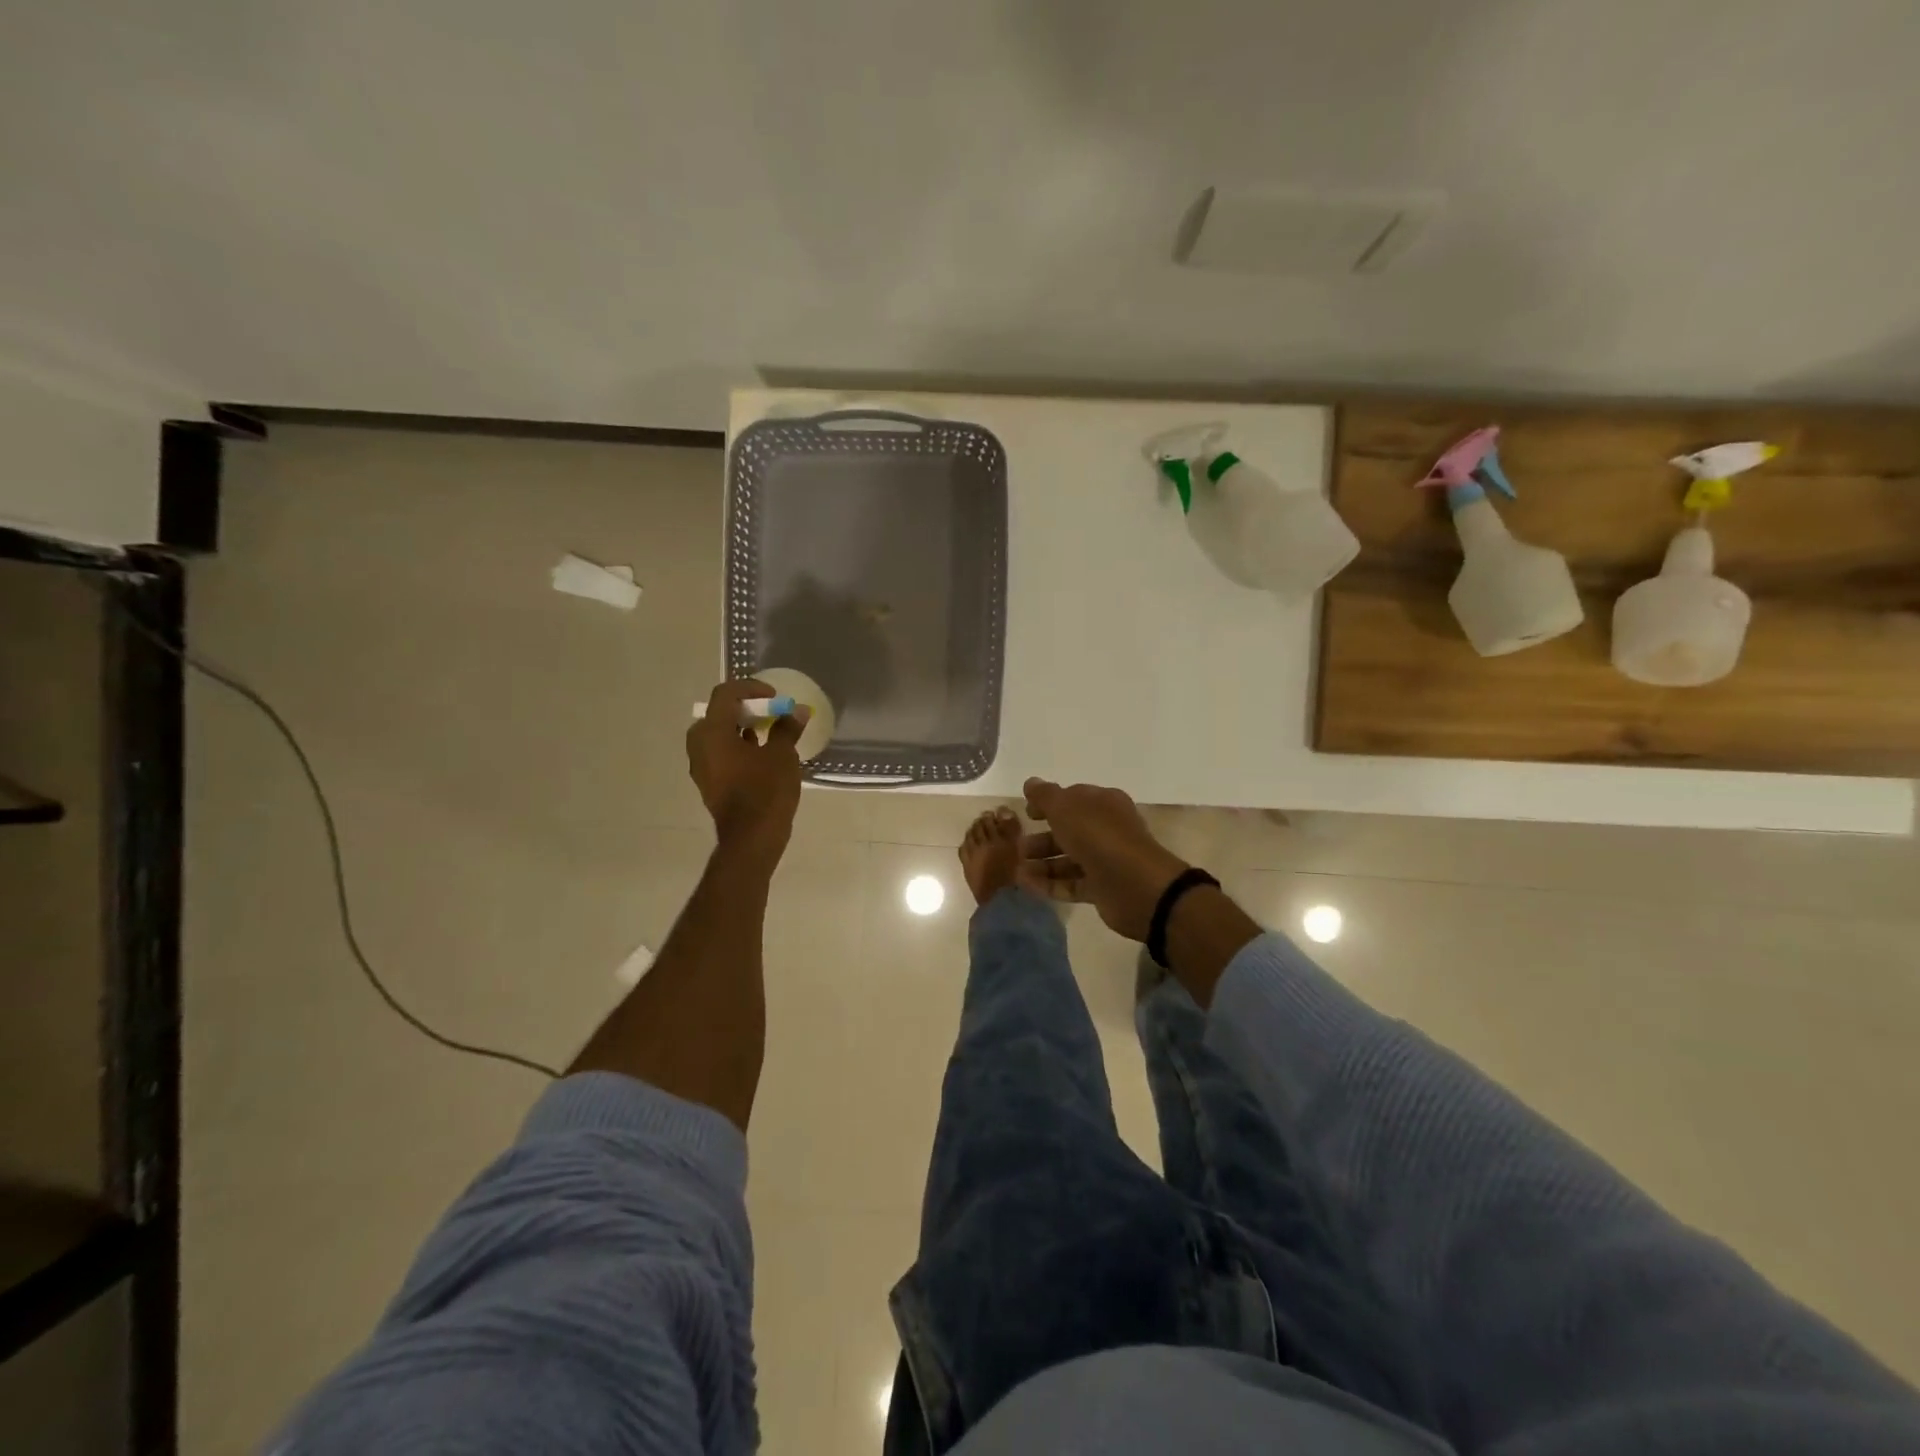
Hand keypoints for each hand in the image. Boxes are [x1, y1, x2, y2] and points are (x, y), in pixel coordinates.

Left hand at [686, 679, 808, 864]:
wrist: (751, 838)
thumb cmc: (766, 791)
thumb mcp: (782, 755)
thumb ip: (787, 728)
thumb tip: (797, 711)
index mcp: (713, 732)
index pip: (726, 694)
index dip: (751, 688)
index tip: (774, 697)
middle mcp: (700, 745)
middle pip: (718, 713)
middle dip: (745, 709)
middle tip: (769, 713)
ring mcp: (701, 766)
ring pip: (718, 735)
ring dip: (741, 728)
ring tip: (769, 733)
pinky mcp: (709, 783)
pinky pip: (720, 754)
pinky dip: (737, 747)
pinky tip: (761, 756)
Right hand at [1019, 777, 1190, 941]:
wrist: (1135, 885)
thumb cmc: (1098, 836)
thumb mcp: (1065, 807)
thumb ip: (1045, 795)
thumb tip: (1031, 782)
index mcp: (1104, 804)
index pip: (1073, 798)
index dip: (1048, 804)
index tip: (1026, 814)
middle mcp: (1106, 829)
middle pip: (1069, 831)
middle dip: (1041, 838)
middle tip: (1017, 847)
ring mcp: (1105, 860)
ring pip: (1068, 859)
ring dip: (1042, 863)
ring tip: (1017, 870)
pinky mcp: (1102, 889)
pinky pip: (1071, 884)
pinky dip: (1050, 884)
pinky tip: (1026, 885)